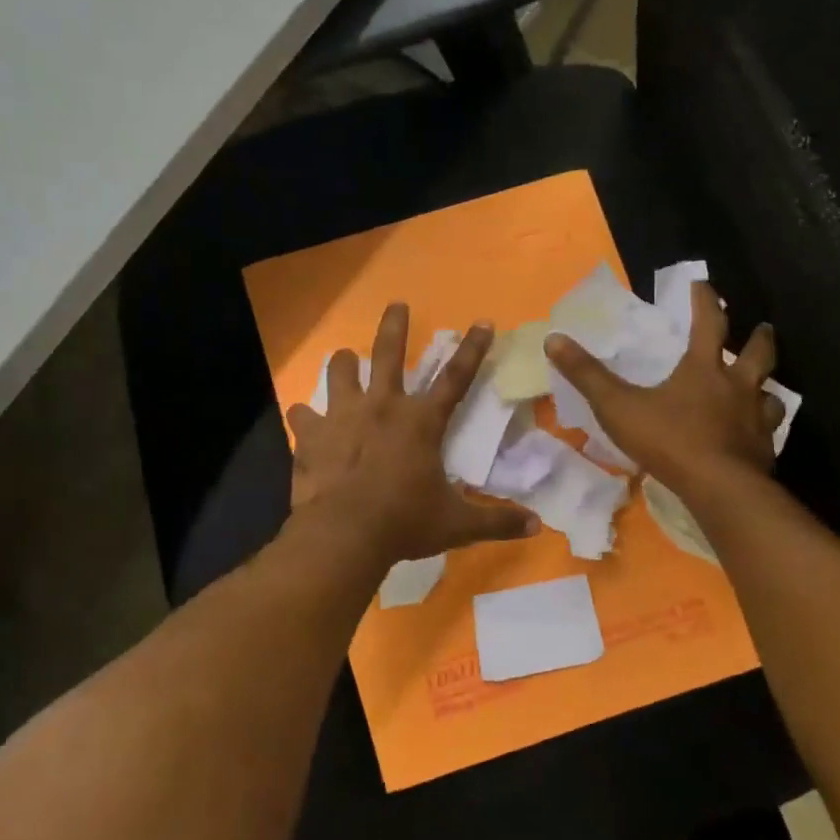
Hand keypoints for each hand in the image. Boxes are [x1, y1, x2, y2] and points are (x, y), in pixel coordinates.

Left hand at [286, 304, 536, 565]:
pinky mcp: (311, 435)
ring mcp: (342, 417)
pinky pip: (302, 415)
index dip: (473, 349)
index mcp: (420, 422)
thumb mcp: (456, 524)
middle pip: (387, 353)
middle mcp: (381, 407)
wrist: (344, 534)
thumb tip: (536, 526)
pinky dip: (305, 417)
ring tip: (344, 357)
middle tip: (396, 305)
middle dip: (394, 326)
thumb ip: (496, 521)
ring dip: (343, 362)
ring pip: (339, 371)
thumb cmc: (404, 523)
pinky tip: (304, 420)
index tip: (483, 322)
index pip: (456, 378)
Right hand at [545, 284, 783, 498]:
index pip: (709, 323)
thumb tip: (554, 339)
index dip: (705, 301)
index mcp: (704, 369)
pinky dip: (763, 427)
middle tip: (762, 328)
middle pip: (758, 354)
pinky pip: (768, 432)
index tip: (702, 285)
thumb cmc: (669, 440)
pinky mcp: (763, 450)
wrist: (719, 488)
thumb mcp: (617, 406)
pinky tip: (755, 435)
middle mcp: (738, 387)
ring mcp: (756, 419)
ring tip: (762, 387)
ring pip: (770, 394)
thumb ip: (586, 375)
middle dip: (759, 338)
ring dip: (766, 386)